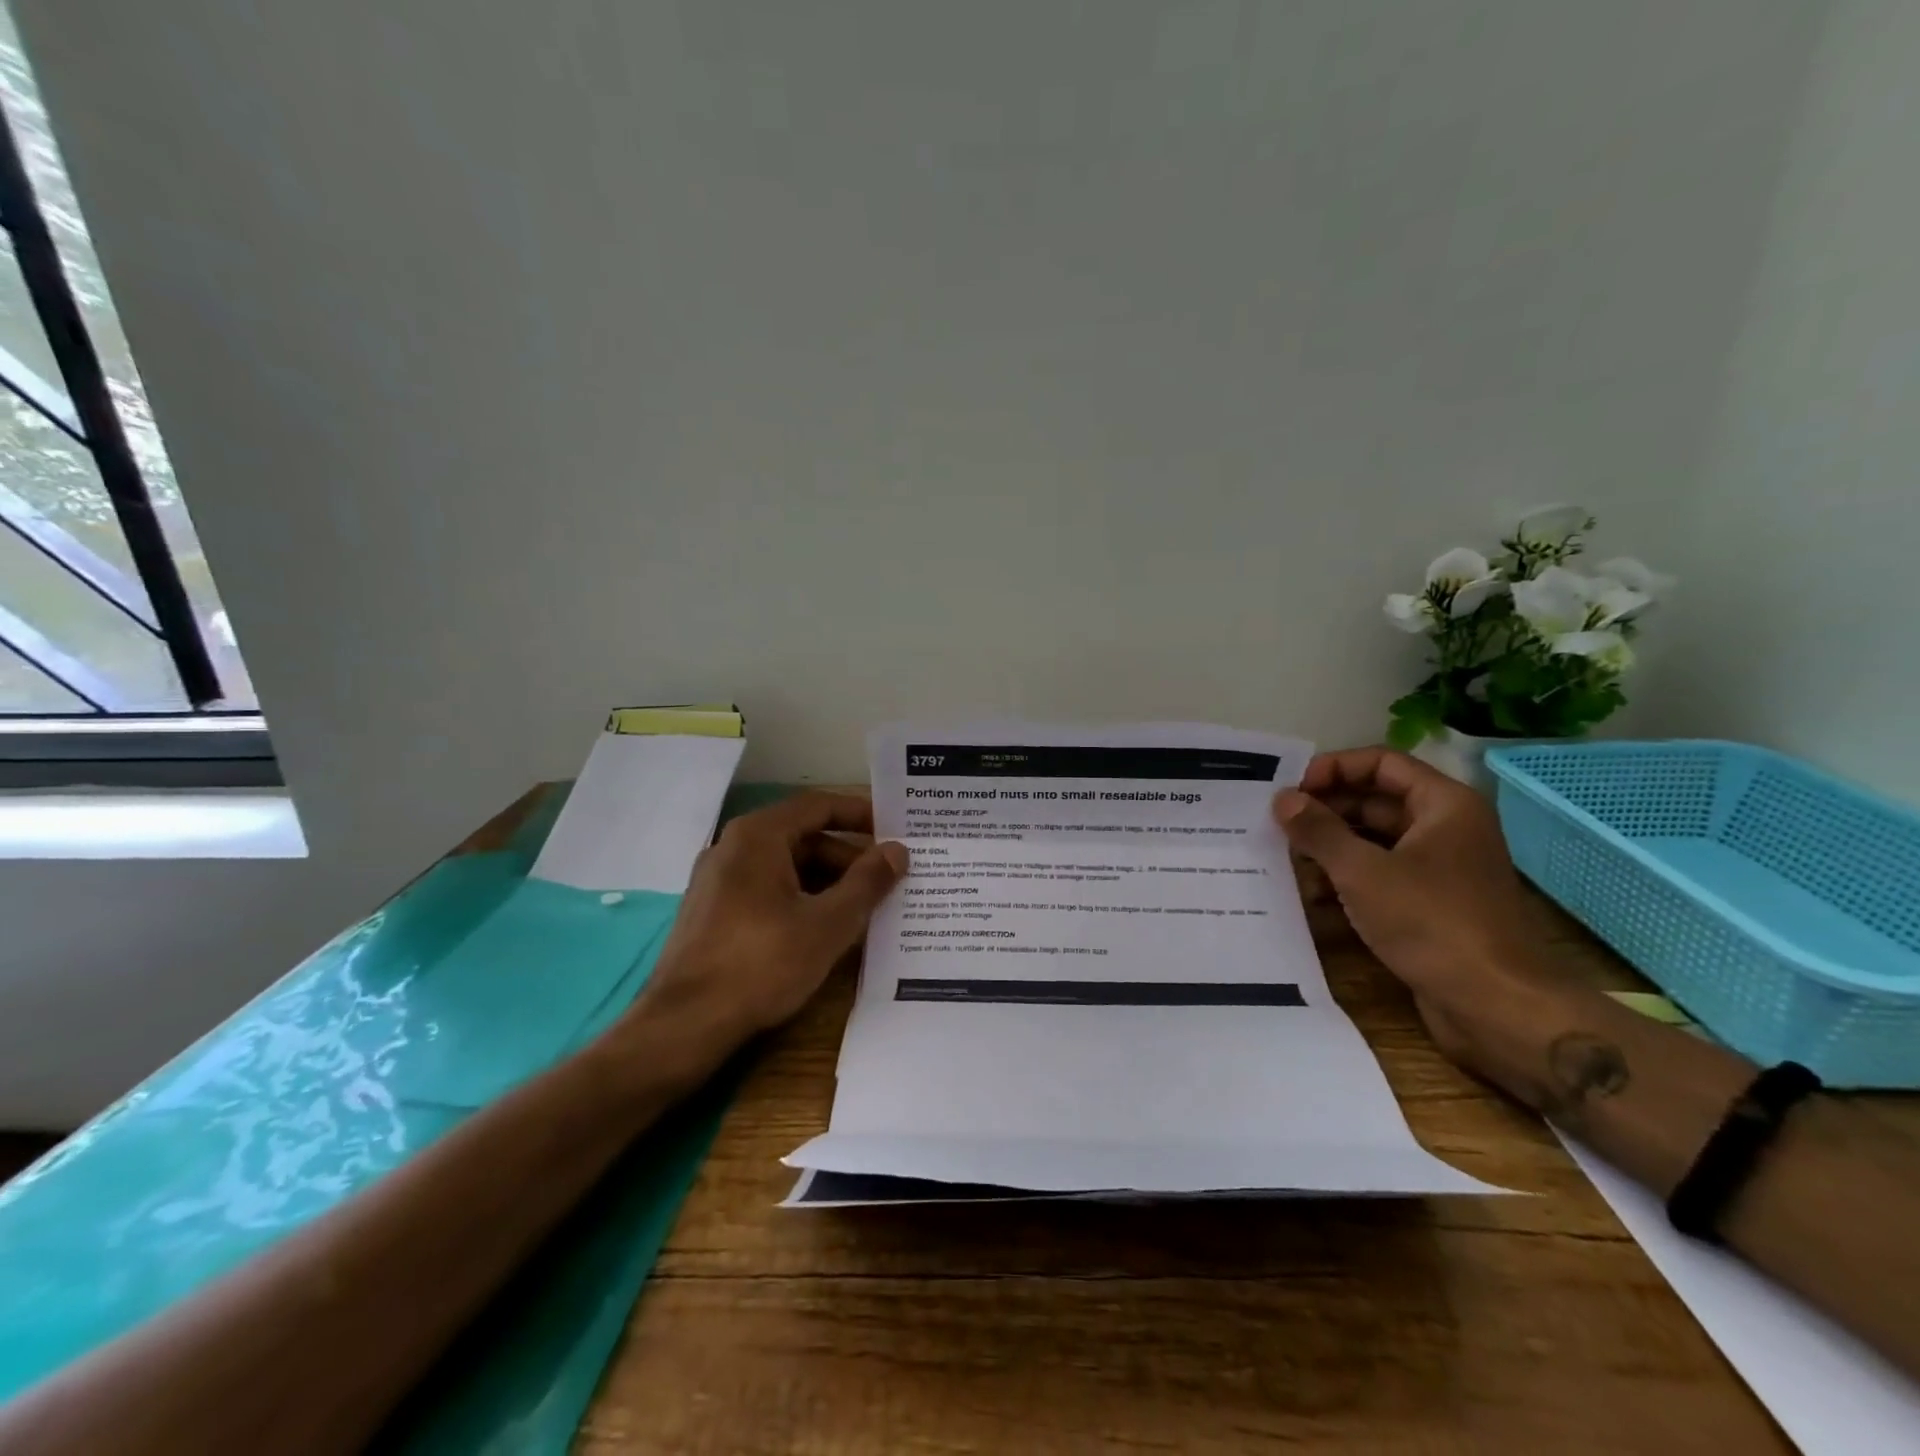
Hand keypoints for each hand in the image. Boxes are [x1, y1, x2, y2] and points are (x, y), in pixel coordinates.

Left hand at [633, 793, 907, 1053]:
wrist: (684, 1025)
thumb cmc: (762, 964)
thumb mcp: (828, 924)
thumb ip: (867, 882)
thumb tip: (897, 851)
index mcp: (758, 836)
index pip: (818, 806)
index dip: (860, 813)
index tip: (896, 828)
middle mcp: (733, 847)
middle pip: (802, 837)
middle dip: (848, 856)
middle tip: (888, 877)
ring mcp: (718, 880)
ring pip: (785, 866)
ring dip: (827, 881)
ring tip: (865, 907)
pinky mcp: (712, 911)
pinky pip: (767, 889)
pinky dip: (800, 898)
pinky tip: (825, 928)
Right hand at [1273, 748, 1545, 1061]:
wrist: (1497, 1006)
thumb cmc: (1432, 923)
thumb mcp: (1363, 871)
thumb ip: (1319, 831)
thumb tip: (1283, 799)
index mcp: (1443, 805)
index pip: (1380, 763)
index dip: (1333, 768)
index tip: (1290, 789)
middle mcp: (1444, 828)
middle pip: (1375, 800)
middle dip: (1325, 810)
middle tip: (1275, 823)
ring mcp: (1439, 868)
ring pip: (1373, 840)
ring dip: (1329, 846)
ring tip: (1282, 857)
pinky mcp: (1429, 904)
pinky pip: (1380, 875)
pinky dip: (1345, 877)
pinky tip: (1308, 893)